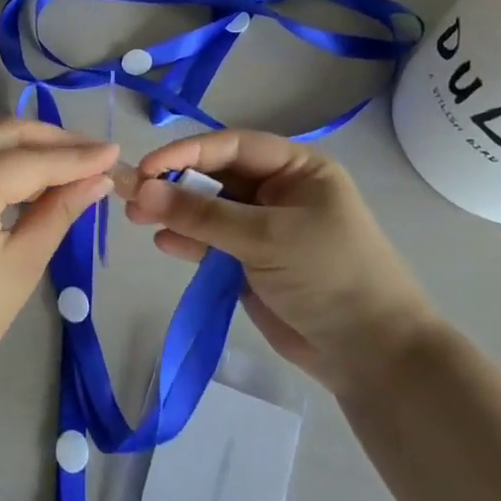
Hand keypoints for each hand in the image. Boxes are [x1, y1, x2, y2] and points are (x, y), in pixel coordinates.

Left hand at [0, 119, 116, 404]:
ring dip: (25, 148)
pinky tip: (26, 178)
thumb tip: (100, 178)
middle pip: (4, 134)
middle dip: (52, 141)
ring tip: (69, 166)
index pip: (32, 160)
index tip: (116, 152)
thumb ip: (61, 210)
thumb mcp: (23, 263)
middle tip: (95, 156)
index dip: (78, 156)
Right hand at [121, 131, 446, 397]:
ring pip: (208, 210)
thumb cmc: (328, 276)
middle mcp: (278, 191)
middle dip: (175, 184)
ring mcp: (263, 228)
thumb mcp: (265, 237)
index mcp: (297, 169)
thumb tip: (141, 190)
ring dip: (174, 212)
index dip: (186, 153)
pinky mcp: (250, 262)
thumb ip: (201, 214)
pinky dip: (187, 241)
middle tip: (131, 196)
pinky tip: (164, 244)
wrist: (369, 354)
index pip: (231, 146)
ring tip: (136, 219)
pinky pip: (210, 242)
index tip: (146, 169)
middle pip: (216, 176)